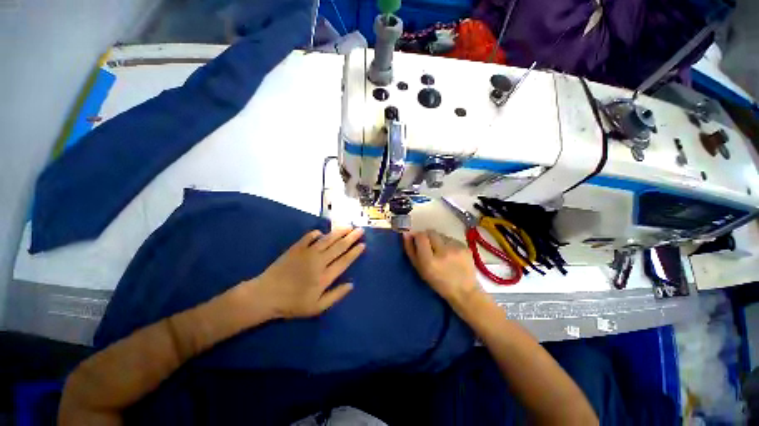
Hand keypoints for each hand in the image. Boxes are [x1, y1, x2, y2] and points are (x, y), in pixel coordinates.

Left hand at [251, 228, 364, 318]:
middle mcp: (319, 261)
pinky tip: (322, 232)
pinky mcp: (296, 248)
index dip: (355, 252)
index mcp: (325, 276)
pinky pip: (309, 237)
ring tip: (348, 226)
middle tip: (360, 230)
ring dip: (339, 232)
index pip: (345, 261)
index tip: (363, 244)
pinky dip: (317, 233)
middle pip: (339, 247)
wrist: (265, 295)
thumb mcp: (317, 307)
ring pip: (328, 239)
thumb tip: (351, 284)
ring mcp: (307, 253)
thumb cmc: (292, 304)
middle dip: (351, 237)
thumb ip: (336, 295)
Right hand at [403, 230, 480, 305]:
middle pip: (431, 232)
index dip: (417, 236)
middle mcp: (443, 252)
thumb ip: (411, 251)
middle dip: (428, 237)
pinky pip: (451, 239)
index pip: (421, 236)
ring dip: (438, 240)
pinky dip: (448, 244)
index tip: (417, 241)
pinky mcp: (465, 247)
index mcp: (429, 261)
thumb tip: (406, 234)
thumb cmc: (438, 283)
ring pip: (441, 235)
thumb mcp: (420, 270)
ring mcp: (456, 248)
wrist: (464, 292)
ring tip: (442, 252)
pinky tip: (451, 254)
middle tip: (429, 247)